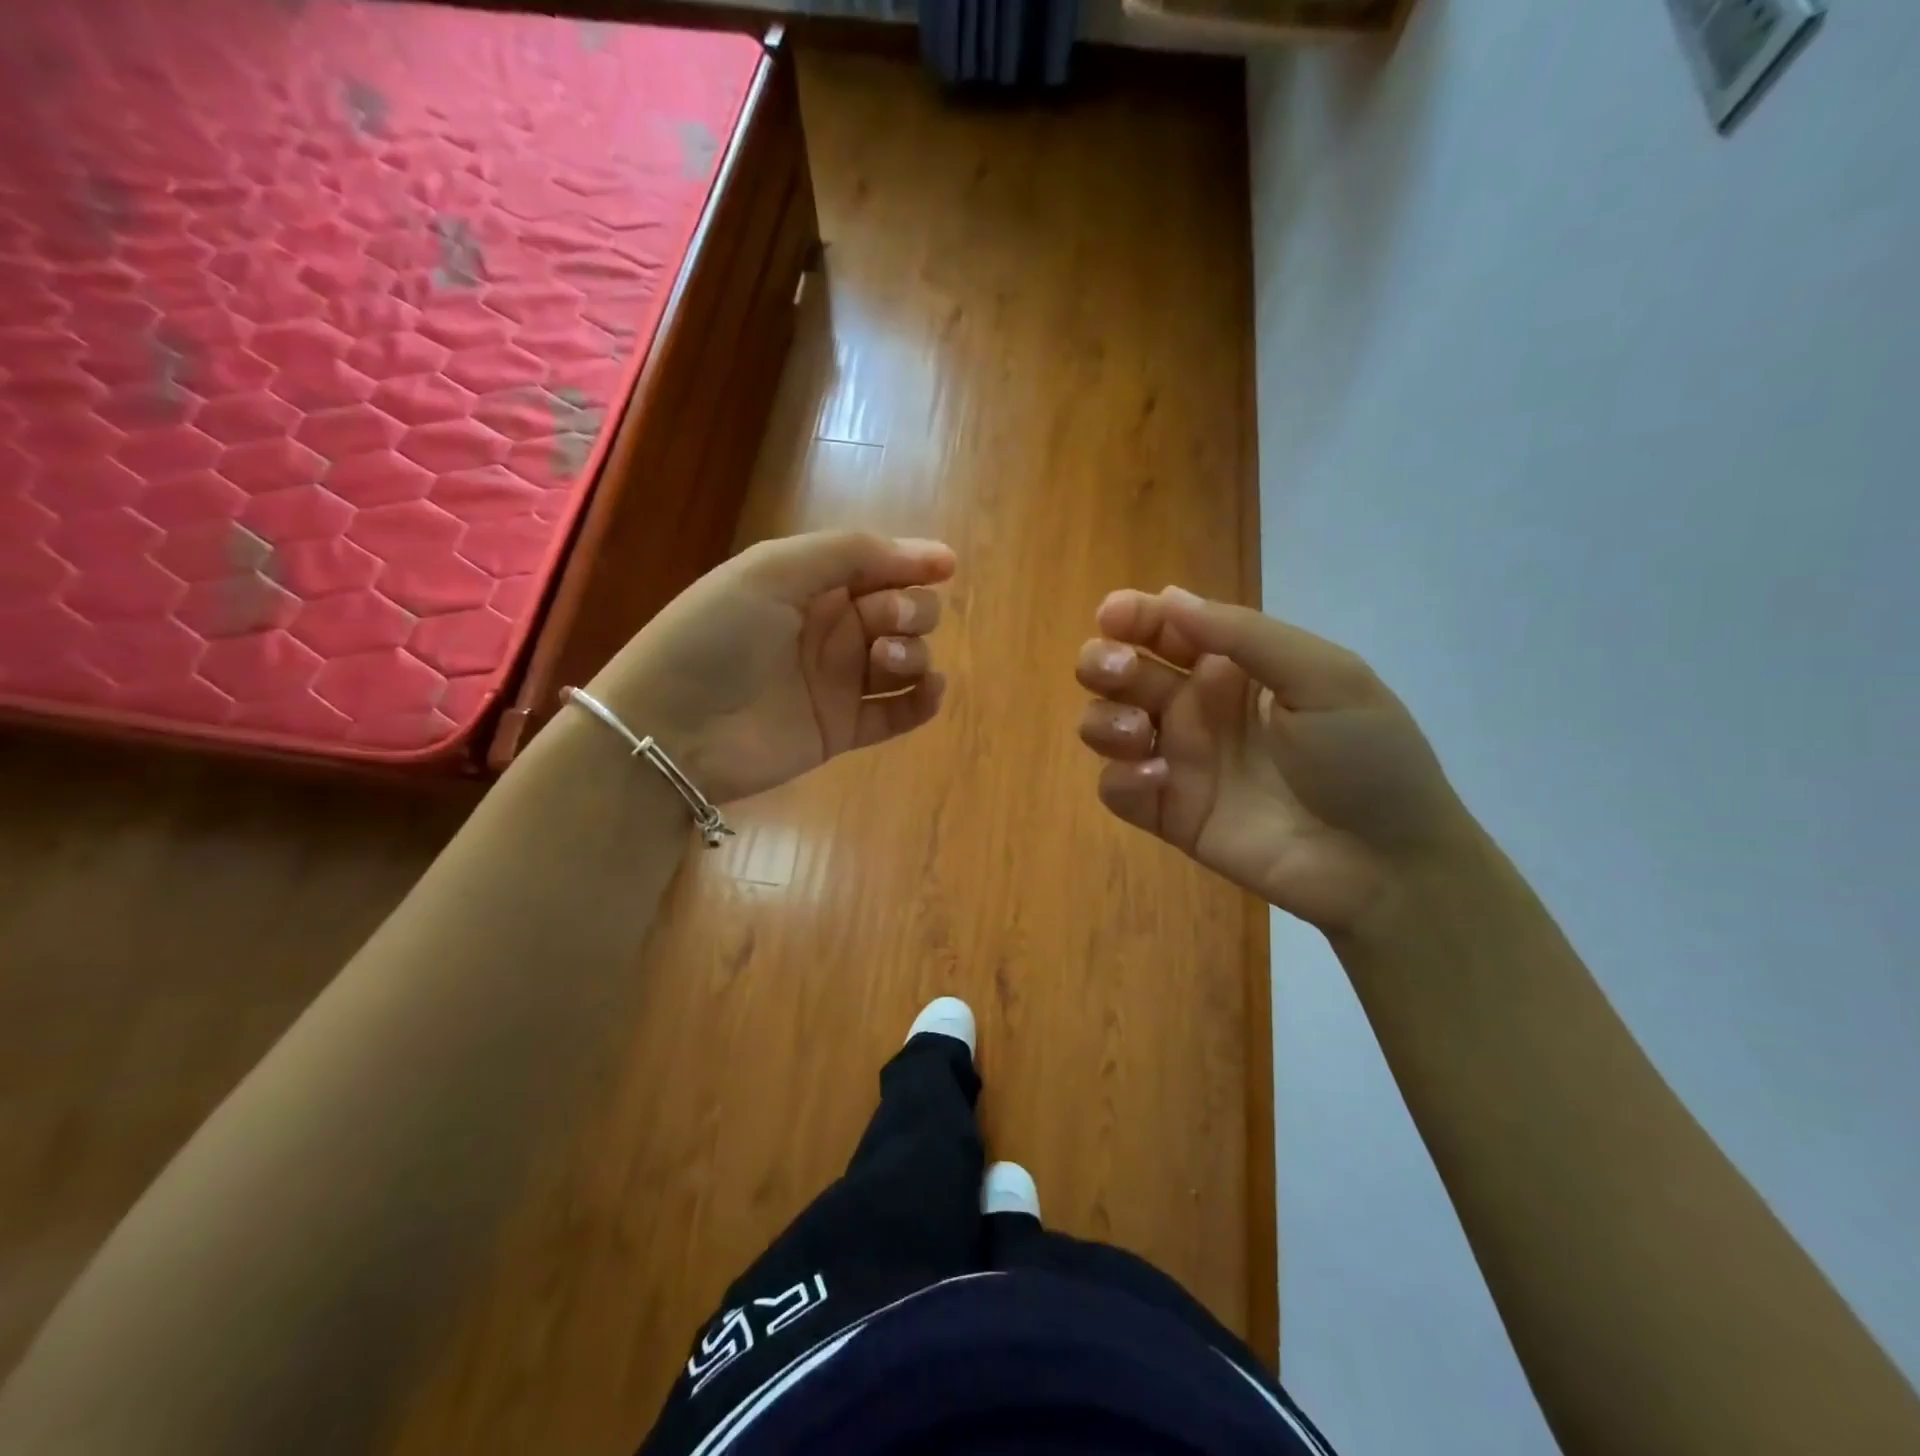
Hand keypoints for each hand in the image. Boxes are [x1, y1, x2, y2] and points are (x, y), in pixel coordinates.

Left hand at [585, 531, 954, 803]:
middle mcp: (830, 630)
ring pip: (908, 658)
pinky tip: (927, 691)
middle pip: (902, 611)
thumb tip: (937, 556)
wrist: (672, 729)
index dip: (914, 563)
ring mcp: (839, 682)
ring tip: (884, 663)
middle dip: (911, 610)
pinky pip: (901, 713)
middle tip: (884, 622)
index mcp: (810, 585)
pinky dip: (924, 700)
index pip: (878, 566)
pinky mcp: (844, 729)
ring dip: (915, 653)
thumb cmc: (716, 637)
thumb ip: (850, 553)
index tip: (944, 566)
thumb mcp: (773, 571)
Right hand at [1075, 587, 1470, 934]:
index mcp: (1235, 669)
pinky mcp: (1169, 814)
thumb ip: (1245, 636)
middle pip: (1123, 672)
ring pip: (1106, 725)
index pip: (1168, 629)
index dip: (1134, 616)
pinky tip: (1160, 780)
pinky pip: (1117, 789)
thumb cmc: (1366, 758)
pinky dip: (1122, 778)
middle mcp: (1198, 708)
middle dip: (1103, 661)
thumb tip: (1169, 598)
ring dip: (1103, 719)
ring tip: (1136, 731)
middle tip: (1116, 670)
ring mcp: (1180, 762)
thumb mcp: (1325, 677)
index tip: (1112, 615)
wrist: (1385, 864)